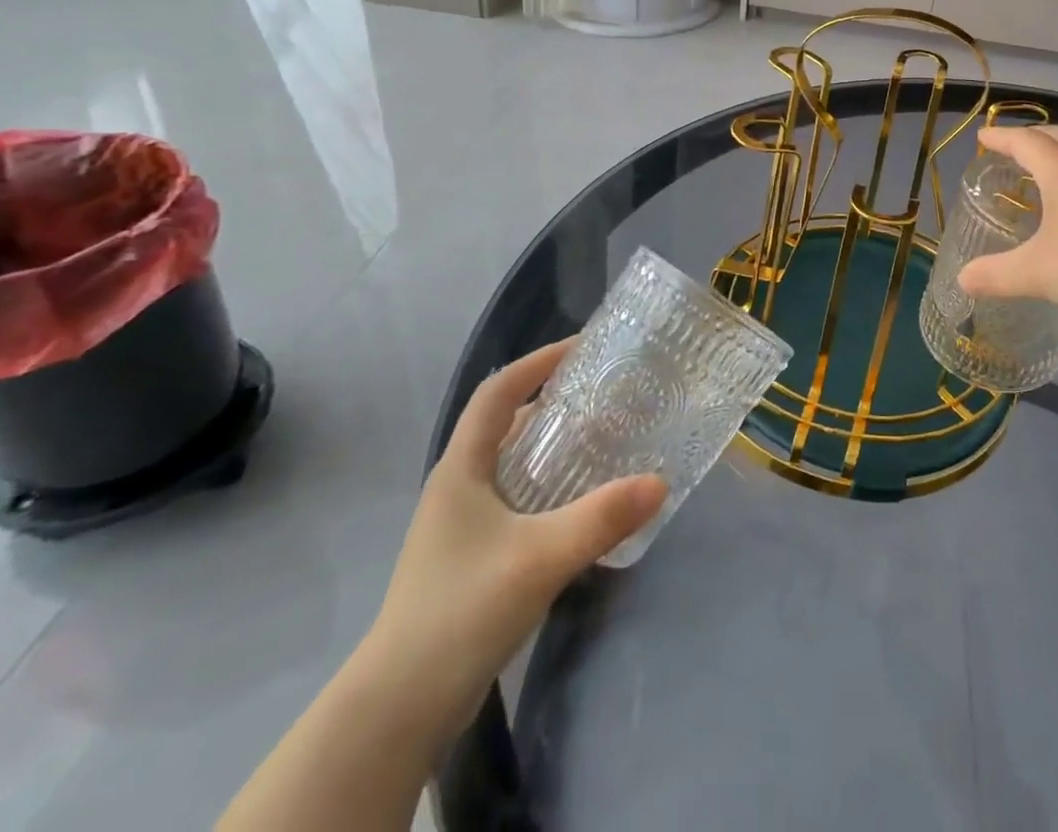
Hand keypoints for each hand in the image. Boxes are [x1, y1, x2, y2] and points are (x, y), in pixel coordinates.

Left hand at [358, 340, 667, 739]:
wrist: (399, 708)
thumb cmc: (461, 611)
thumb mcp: (539, 557)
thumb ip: (602, 518)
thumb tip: (659, 482)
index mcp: (461, 470)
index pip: (496, 394)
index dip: (535, 364)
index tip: (581, 349)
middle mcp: (458, 487)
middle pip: (506, 426)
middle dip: (552, 403)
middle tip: (605, 396)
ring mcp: (462, 525)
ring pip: (512, 465)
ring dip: (553, 447)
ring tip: (603, 441)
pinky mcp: (472, 558)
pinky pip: (517, 500)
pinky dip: (550, 487)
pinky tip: (582, 504)